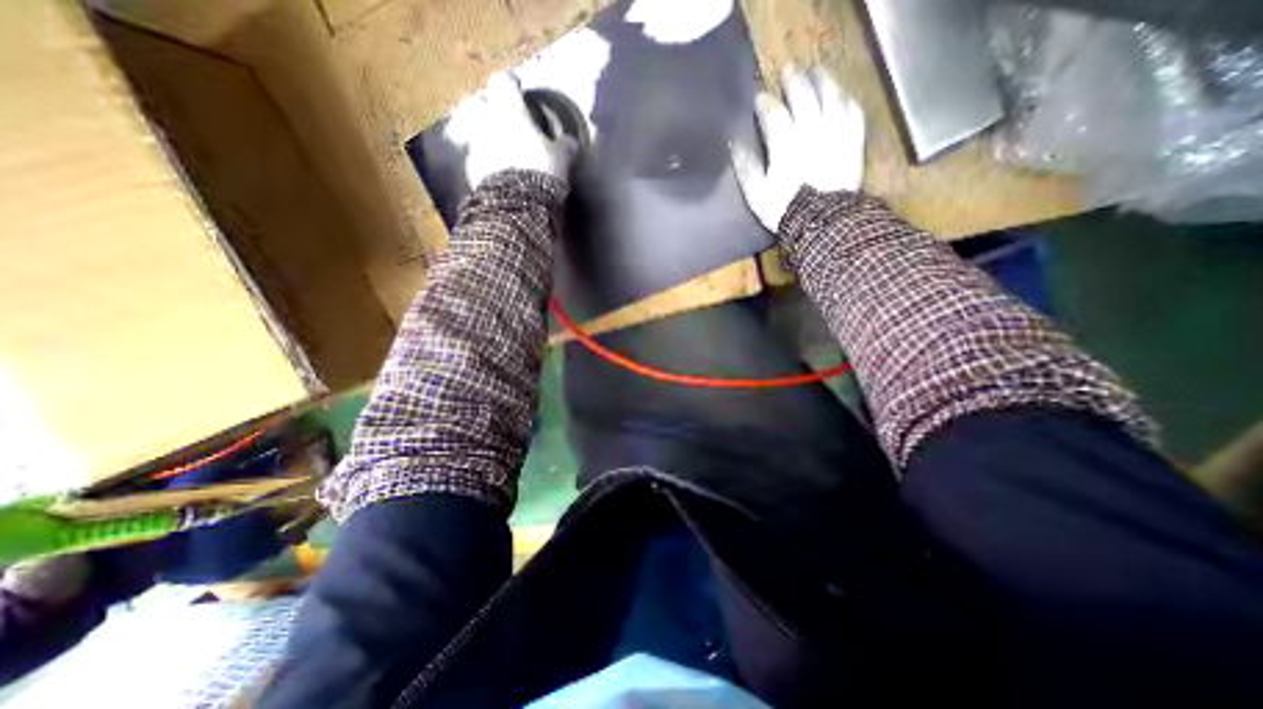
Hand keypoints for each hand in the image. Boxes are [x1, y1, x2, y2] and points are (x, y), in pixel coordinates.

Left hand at [444, 70, 575, 191]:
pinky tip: (498, 172)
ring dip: (488, 137)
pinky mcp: (471, 169)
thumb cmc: (541, 170)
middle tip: (507, 121)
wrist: (517, 203)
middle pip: (484, 103)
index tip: (519, 89)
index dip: (513, 85)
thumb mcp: (561, 157)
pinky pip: (477, 158)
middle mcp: (486, 119)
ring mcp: (475, 144)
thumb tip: (570, 142)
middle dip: (493, 109)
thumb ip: (564, 145)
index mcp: (510, 109)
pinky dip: (486, 161)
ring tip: (503, 150)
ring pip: (478, 131)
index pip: (505, 82)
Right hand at [732, 64, 868, 233]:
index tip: (758, 98)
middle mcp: (811, 130)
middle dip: (794, 81)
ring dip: (823, 81)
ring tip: (817, 73)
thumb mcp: (756, 193)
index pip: (773, 113)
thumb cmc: (784, 209)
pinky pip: (853, 112)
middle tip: (788, 71)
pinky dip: (846, 100)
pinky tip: (842, 96)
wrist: (821, 223)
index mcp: (785, 144)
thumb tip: (734, 144)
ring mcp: (835, 134)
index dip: (764, 103)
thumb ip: (746, 167)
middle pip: (803, 96)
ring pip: (831, 96)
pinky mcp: (852, 142)